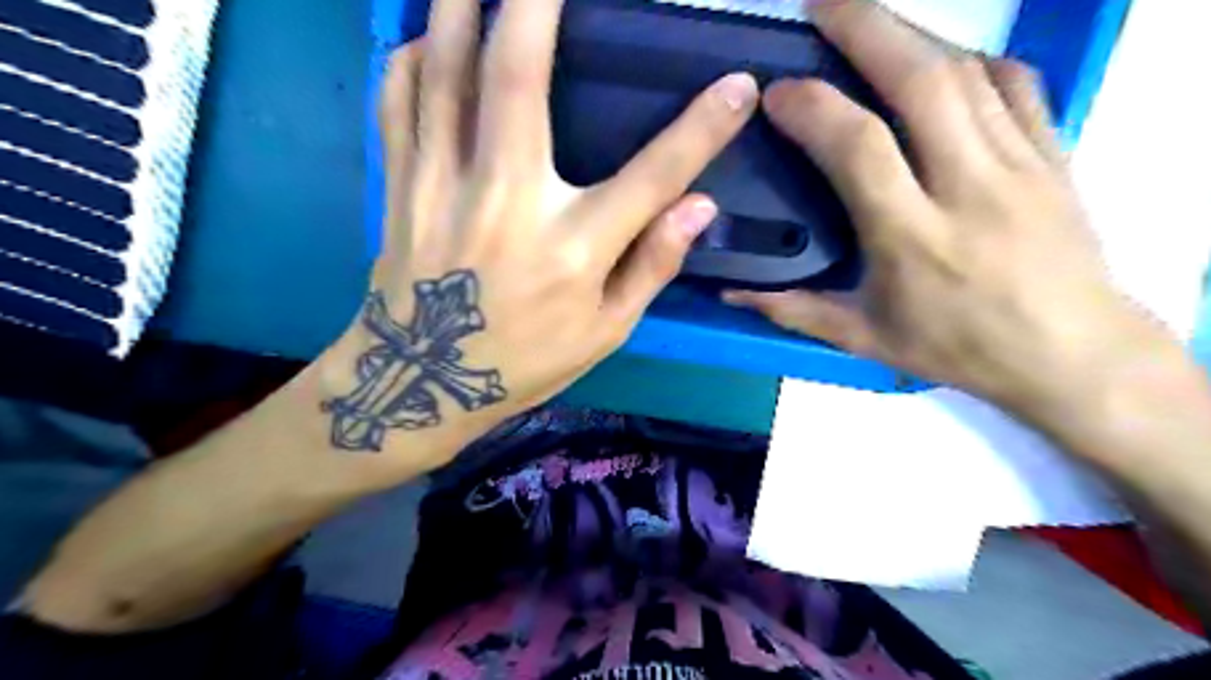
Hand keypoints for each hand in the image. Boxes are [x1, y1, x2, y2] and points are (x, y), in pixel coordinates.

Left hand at [323, 0, 752, 469]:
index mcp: (572, 249)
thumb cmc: (523, 361)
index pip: (653, 176)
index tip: (740, 85)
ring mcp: (444, 186)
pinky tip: (431, 37)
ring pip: (447, 71)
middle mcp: (507, 202)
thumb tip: (700, 207)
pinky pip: (399, 101)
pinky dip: (414, 55)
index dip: (704, 128)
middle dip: (536, 4)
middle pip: (520, 79)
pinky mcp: (402, 186)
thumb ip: (651, 266)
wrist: (420, 384)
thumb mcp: (603, 332)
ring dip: (463, 8)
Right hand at [717, 0, 1172, 413]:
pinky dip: (972, 60)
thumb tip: (729, 294)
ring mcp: (1020, 162)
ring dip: (911, 34)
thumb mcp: (863, 338)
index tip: (777, 93)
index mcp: (912, 236)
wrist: (1070, 355)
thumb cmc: (957, 349)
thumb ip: (792, 310)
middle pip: (920, 81)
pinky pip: (1015, 83)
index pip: (858, 146)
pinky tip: (941, 61)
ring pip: (966, 71)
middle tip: (821, 3)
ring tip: (868, 21)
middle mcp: (967, 186)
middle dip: (866, 28)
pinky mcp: (1054, 154)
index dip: (812, 107)